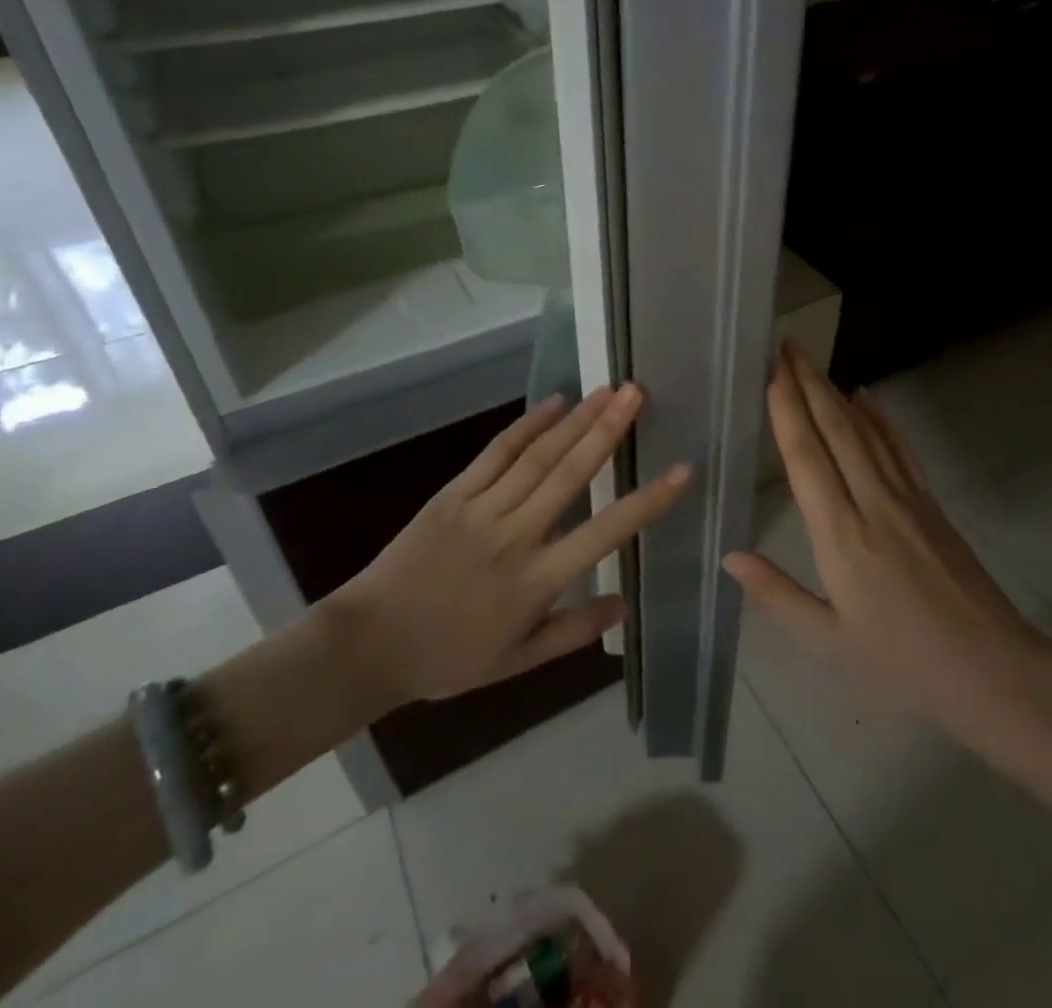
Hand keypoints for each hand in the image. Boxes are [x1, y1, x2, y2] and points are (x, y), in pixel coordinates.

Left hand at [323, 384, 690, 706]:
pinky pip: (496, 452)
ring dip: (577, 419)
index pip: (606, 533)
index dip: (648, 501)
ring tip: (609, 390)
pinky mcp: (453, 493)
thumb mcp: (517, 662)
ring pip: (538, 456)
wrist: (369, 644)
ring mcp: (482, 509)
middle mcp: (517, 535)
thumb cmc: (447, 658)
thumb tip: (625, 604)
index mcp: (537, 581)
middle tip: (638, 393)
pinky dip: (527, 424)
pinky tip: (554, 402)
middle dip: (609, 431)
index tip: (682, 471)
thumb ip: (573, 631)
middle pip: (571, 474)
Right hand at [723, 347, 1051, 758]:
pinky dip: (879, 418)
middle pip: (835, 430)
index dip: (787, 410)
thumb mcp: (829, 644)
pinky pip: (898, 449)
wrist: (996, 673)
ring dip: (836, 392)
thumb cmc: (904, 666)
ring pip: (865, 432)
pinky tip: (866, 397)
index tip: (771, 372)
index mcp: (842, 537)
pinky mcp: (931, 504)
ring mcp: (907, 499)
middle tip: (786, 347)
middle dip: (808, 384)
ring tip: (812, 363)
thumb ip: (777, 595)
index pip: (807, 458)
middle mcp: (873, 504)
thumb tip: (730, 555)